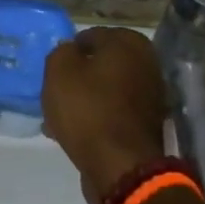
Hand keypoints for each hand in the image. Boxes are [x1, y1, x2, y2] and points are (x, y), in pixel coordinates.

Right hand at [43, 27, 167, 203]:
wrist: (120, 166)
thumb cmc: (88, 109)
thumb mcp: (59, 71)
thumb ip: (61, 51)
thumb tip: (70, 51)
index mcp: (130, 43)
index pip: (90, 36)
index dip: (68, 52)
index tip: (53, 71)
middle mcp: (147, 64)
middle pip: (100, 65)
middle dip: (77, 77)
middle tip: (54, 93)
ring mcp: (150, 96)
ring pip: (105, 90)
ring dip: (84, 100)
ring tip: (58, 118)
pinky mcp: (146, 124)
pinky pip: (113, 113)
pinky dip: (96, 118)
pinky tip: (74, 133)